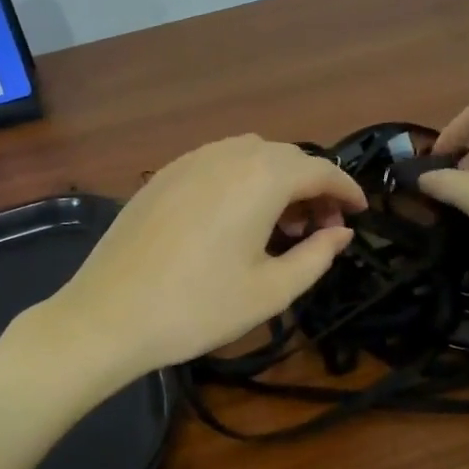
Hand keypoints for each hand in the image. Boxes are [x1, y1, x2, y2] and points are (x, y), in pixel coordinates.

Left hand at [41, 135, 364, 385]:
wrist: (108, 315)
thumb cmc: (198, 307)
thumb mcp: (271, 291)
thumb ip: (316, 256)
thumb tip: (340, 233)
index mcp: (261, 177)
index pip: (321, 169)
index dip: (346, 190)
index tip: (359, 213)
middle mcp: (228, 154)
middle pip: (287, 158)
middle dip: (312, 187)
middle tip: (320, 229)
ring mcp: (190, 160)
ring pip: (251, 156)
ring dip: (277, 181)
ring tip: (280, 226)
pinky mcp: (163, 175)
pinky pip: (218, 163)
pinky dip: (241, 181)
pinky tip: (235, 219)